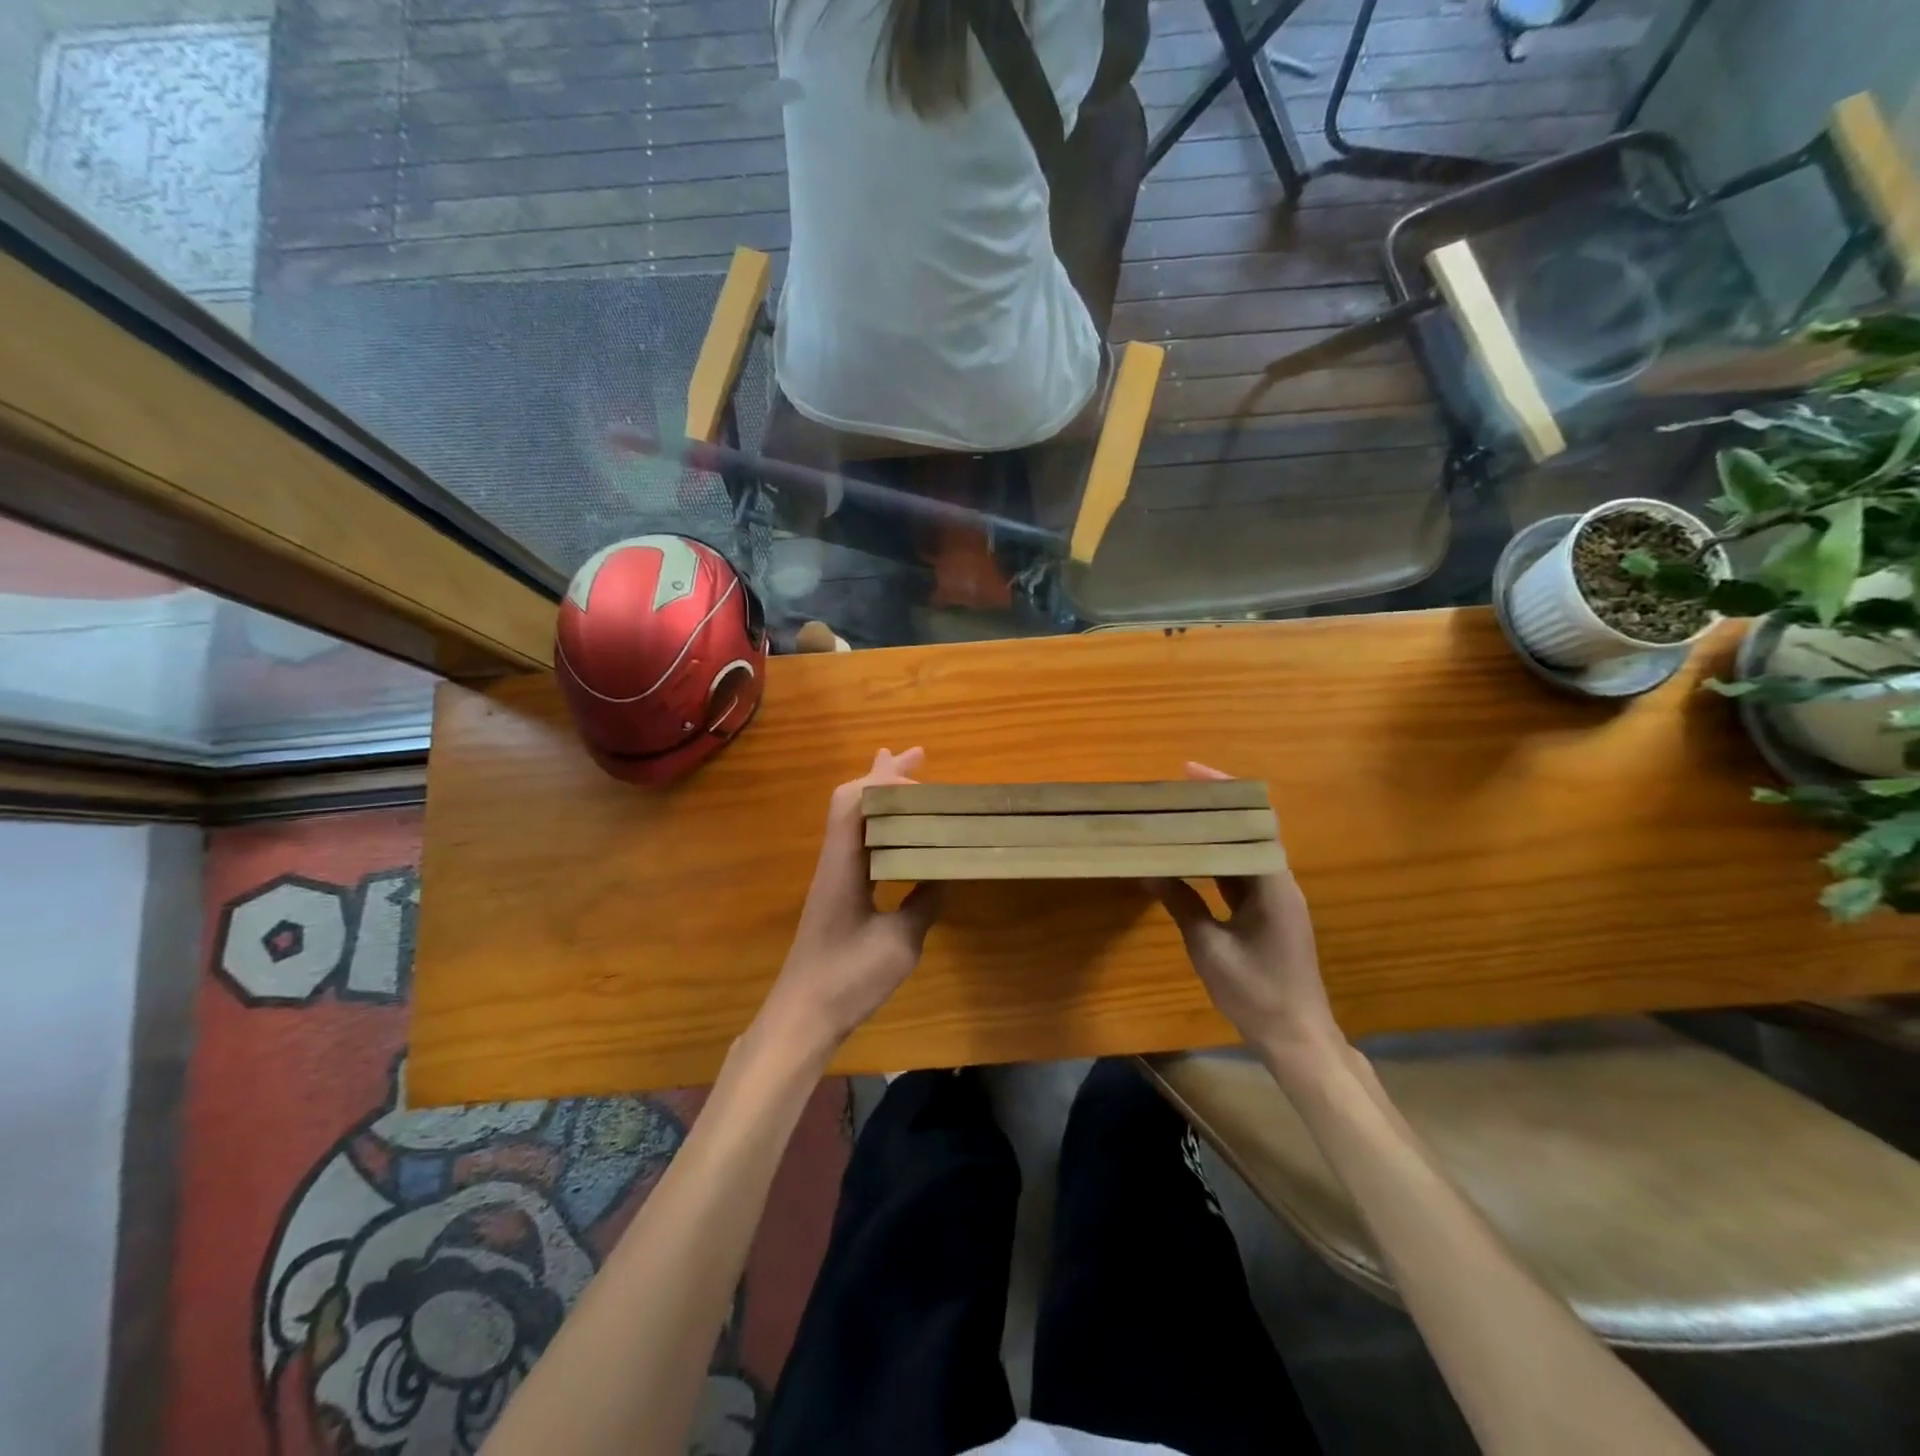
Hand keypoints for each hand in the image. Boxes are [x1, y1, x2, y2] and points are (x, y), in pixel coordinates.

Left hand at [753, 748, 942, 1063]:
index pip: (856, 802)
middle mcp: (835, 861)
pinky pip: (857, 841)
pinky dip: (879, 823)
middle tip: (918, 755)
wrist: (802, 1016)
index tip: (920, 771)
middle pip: (850, 801)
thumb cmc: (848, 978)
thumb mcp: (900, 942)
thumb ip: (924, 903)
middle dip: (884, 775)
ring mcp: (833, 876)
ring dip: (880, 795)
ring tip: (908, 777)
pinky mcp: (837, 893)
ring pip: (852, 819)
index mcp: (844, 864)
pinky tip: (897, 832)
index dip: (885, 779)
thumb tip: (943, 875)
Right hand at [1146, 762, 1340, 1072]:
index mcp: (1271, 883)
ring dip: (1214, 834)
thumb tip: (1149, 869)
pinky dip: (1216, 861)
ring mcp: (1276, 898)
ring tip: (1175, 817)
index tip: (1189, 772)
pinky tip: (1189, 857)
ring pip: (1243, 852)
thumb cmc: (1255, 991)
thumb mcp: (1209, 946)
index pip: (1253, 821)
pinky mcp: (1269, 914)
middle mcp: (1278, 882)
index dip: (1224, 792)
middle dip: (1213, 807)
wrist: (1296, 1037)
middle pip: (1248, 829)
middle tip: (1173, 794)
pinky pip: (1240, 875)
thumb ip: (1181, 902)